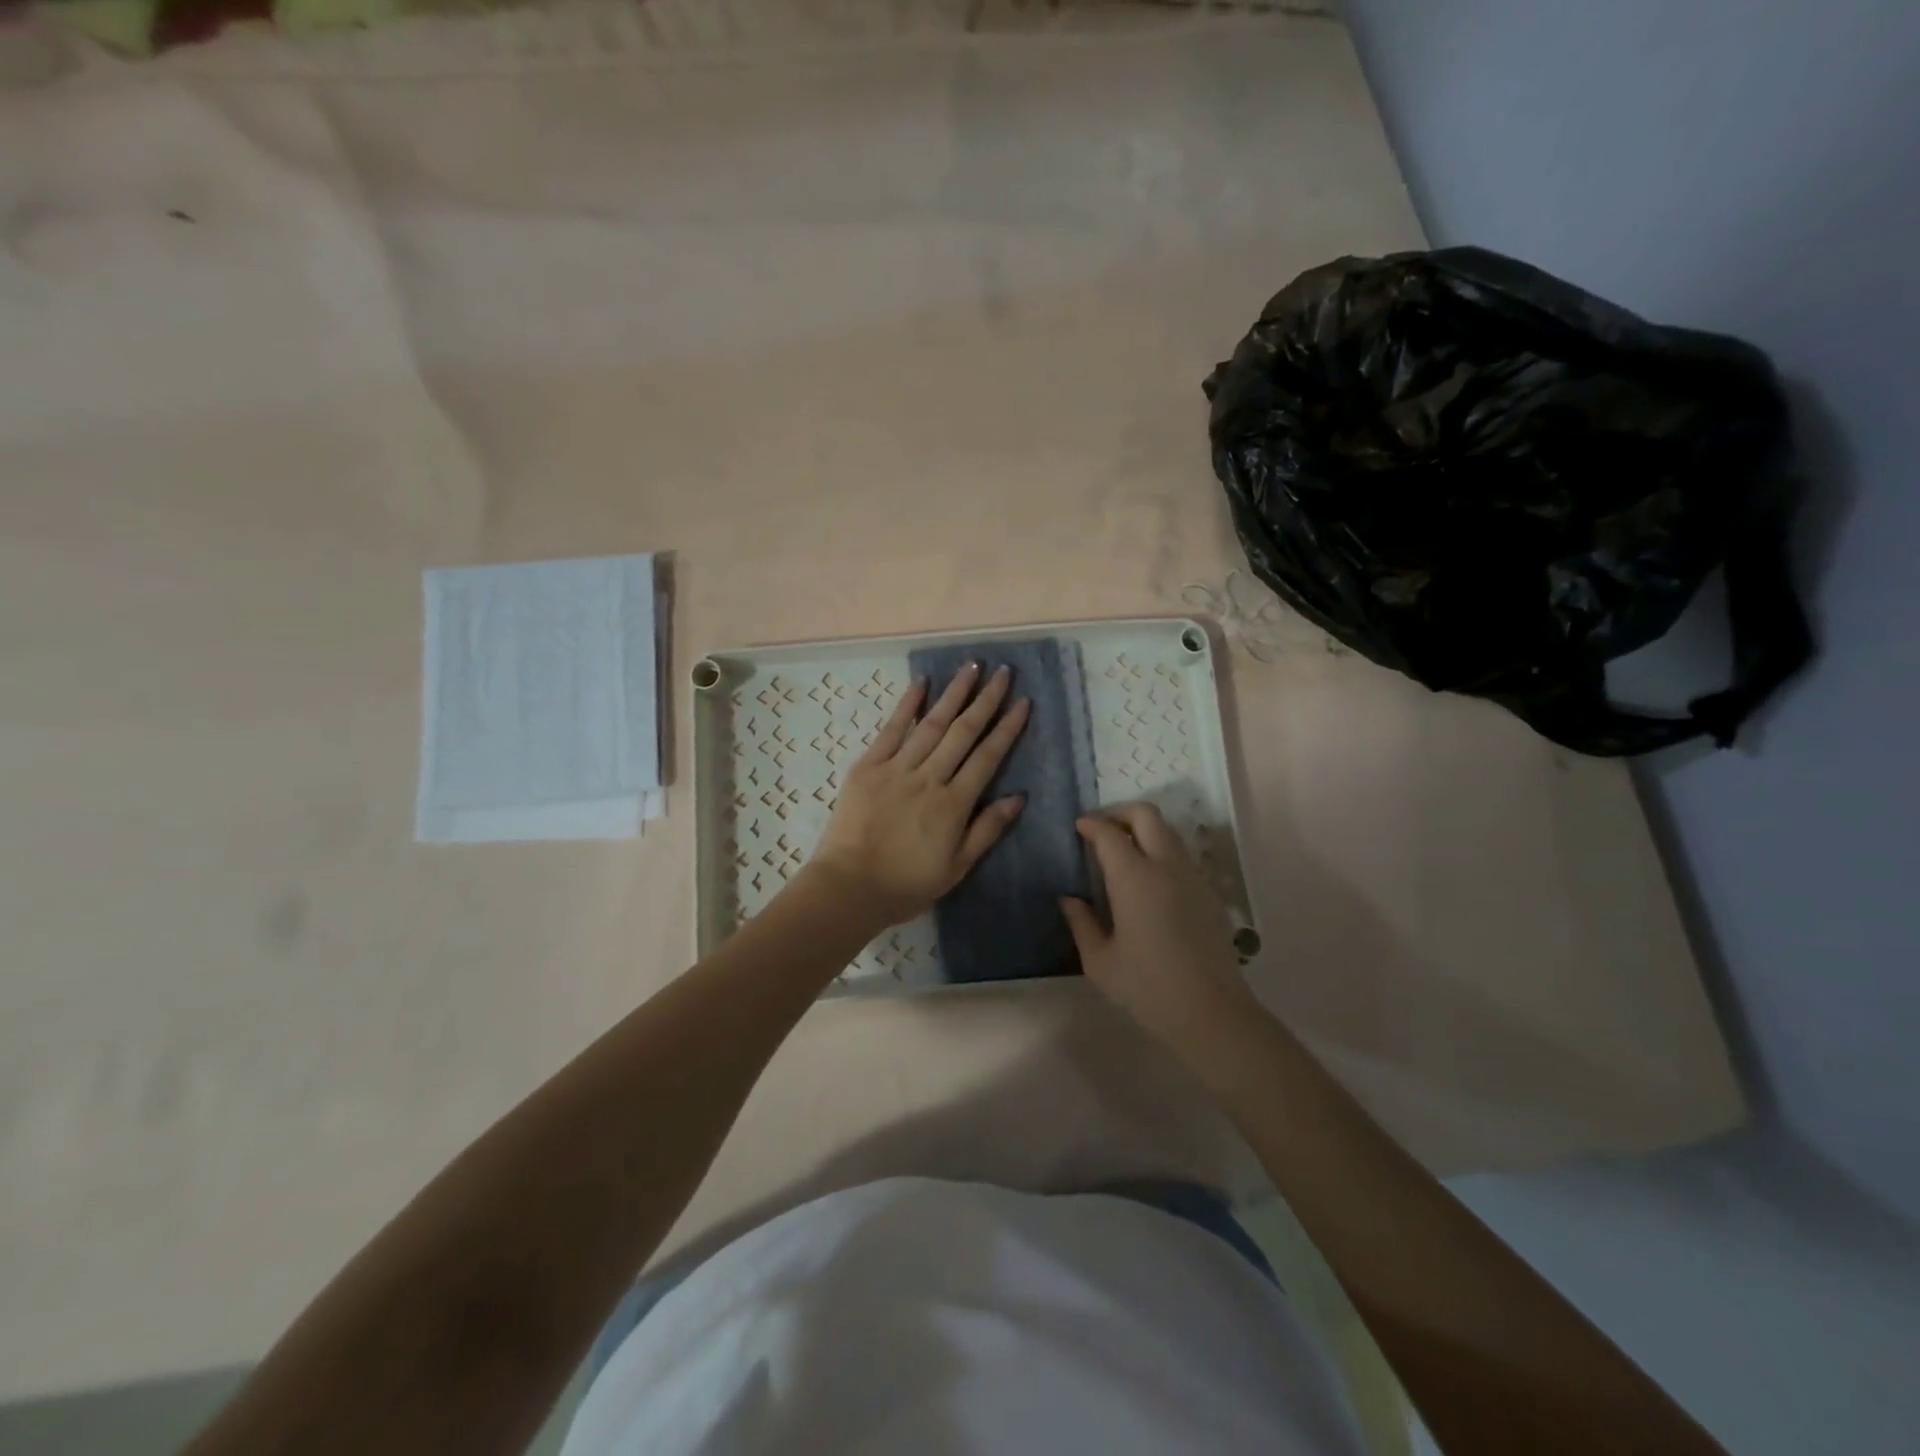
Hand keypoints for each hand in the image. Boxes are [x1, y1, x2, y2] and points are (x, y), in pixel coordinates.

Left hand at [805, 663, 1029, 928]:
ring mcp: (897, 768)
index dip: (1007, 728)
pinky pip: (891, 730)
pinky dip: (907, 705)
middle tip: (1004, 672)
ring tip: (971, 667)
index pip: (988, 757)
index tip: (1023, 702)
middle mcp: (929, 778)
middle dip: (986, 699)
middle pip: (963, 732)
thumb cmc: (906, 884)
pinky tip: (921, 683)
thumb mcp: (957, 867)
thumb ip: (987, 830)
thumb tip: (1018, 796)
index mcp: (954, 804)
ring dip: (954, 693)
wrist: (849, 887)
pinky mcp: (868, 767)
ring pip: (932, 724)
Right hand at [1061, 804, 1258, 1065]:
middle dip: (1119, 813)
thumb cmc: (1148, 988)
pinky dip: (1160, 850)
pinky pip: (1181, 854)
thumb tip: (1069, 899)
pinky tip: (1148, 880)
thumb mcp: (1100, 962)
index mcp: (1135, 879)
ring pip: (1168, 831)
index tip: (1078, 827)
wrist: (1211, 1013)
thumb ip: (1081, 923)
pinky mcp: (1208, 892)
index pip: (1109, 833)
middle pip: (1146, 815)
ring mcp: (1192, 877)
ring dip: (1143, 830)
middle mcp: (1166, 867)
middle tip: (1101, 830)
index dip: (1091, 824)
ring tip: (1123, 852)